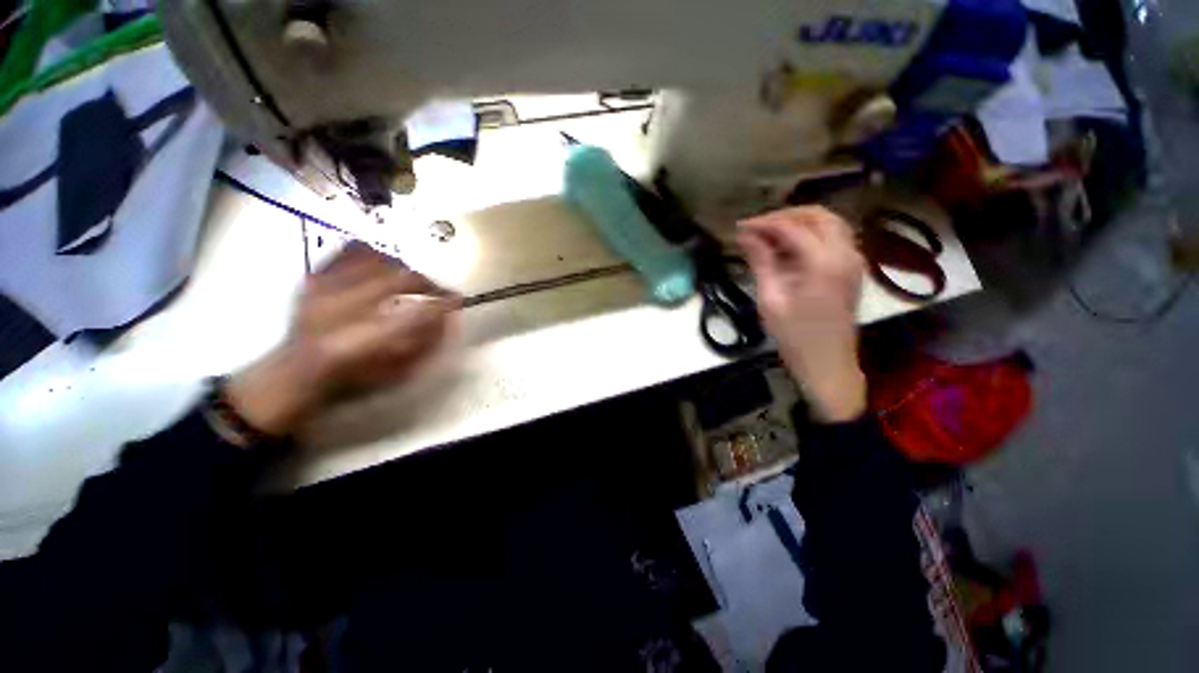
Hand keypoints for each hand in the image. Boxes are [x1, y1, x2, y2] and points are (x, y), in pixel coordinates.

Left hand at [225, 242, 457, 436]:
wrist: (297, 371)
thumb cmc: (354, 377)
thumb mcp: (397, 371)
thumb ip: (426, 343)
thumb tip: (449, 316)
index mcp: (365, 339)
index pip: (418, 311)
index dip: (444, 302)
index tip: (458, 299)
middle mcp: (344, 307)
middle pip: (402, 278)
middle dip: (428, 282)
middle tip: (438, 290)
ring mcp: (325, 287)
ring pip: (380, 260)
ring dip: (404, 269)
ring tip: (411, 280)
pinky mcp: (314, 276)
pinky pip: (351, 250)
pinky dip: (374, 254)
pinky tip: (382, 265)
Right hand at [737, 207, 866, 421]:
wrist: (828, 365)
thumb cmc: (795, 337)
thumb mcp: (771, 300)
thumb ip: (761, 262)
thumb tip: (746, 235)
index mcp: (824, 262)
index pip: (792, 227)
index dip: (763, 223)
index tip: (739, 228)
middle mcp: (846, 254)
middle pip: (817, 215)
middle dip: (784, 216)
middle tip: (755, 228)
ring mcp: (853, 261)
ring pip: (829, 223)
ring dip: (799, 223)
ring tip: (769, 236)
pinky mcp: (852, 270)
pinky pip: (834, 238)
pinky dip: (811, 235)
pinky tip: (789, 249)